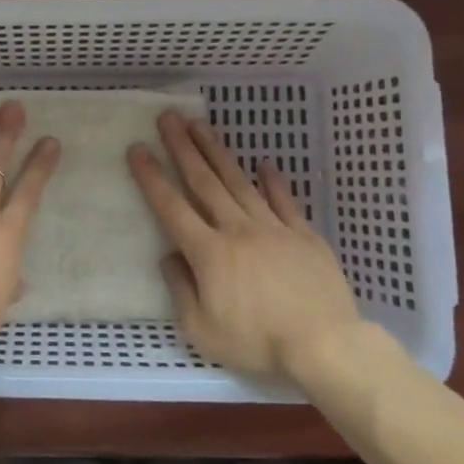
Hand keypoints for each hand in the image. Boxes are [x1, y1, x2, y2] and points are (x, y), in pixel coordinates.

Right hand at [128, 111, 361, 381]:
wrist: (325, 345)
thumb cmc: (258, 343)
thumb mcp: (202, 331)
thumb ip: (180, 290)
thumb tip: (169, 257)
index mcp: (208, 252)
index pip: (171, 207)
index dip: (151, 177)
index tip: (137, 148)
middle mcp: (237, 229)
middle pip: (204, 181)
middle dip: (183, 147)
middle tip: (169, 117)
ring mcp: (273, 228)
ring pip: (239, 182)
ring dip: (217, 152)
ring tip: (202, 125)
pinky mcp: (304, 235)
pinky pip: (285, 201)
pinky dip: (274, 181)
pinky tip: (265, 163)